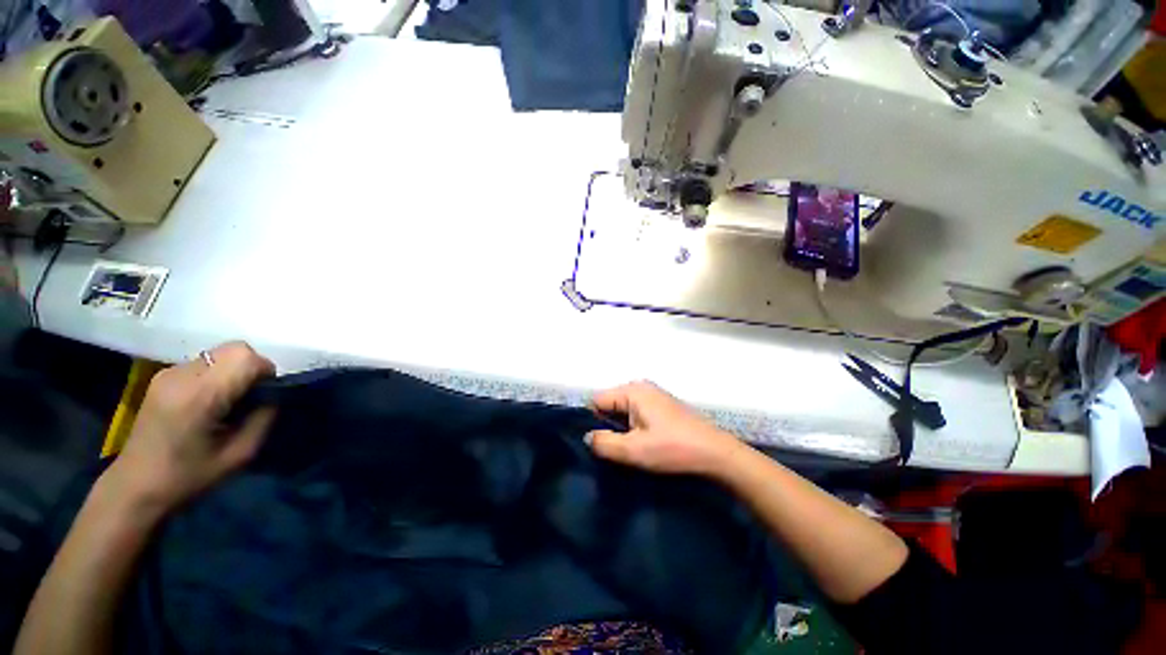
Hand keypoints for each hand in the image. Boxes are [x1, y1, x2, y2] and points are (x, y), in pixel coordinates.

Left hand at [106, 342, 276, 512]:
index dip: (265, 372)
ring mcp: (168, 374)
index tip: (266, 395)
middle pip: (234, 349)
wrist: (134, 487)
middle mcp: (181, 376)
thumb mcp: (240, 454)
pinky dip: (218, 375)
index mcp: (199, 396)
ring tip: (228, 402)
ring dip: (234, 371)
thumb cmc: (188, 477)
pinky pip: (205, 363)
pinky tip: (209, 402)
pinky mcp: (163, 377)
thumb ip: (263, 418)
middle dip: (252, 367)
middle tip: (250, 397)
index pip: (245, 358)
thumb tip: (274, 396)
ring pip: (220, 354)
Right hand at [586, 381, 743, 476]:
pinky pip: (637, 412)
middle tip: (616, 449)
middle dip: (608, 426)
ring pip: (623, 410)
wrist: (716, 453)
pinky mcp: (662, 405)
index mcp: (632, 390)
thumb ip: (603, 443)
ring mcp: (654, 395)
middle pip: (610, 404)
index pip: (597, 400)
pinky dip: (635, 427)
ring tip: (631, 448)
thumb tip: (587, 437)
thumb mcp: (634, 450)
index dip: (593, 421)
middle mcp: (641, 386)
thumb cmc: (673, 449)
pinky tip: (645, 443)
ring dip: (622, 429)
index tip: (598, 443)